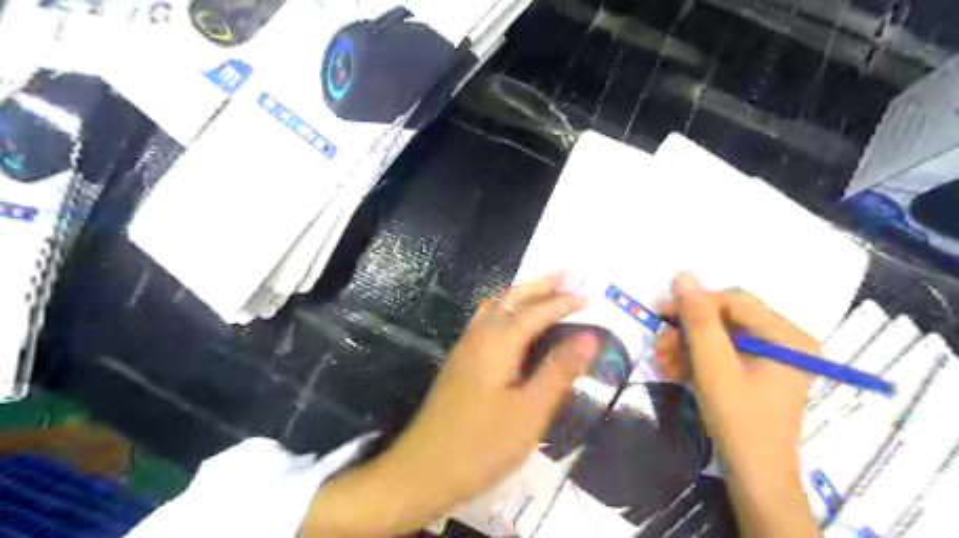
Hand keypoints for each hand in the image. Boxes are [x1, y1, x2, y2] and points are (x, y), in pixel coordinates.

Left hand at [304, 275, 595, 534]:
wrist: (422, 469)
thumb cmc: (482, 444)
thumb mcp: (530, 412)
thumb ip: (559, 370)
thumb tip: (589, 336)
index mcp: (498, 342)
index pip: (536, 312)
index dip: (563, 303)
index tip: (589, 297)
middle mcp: (479, 336)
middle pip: (511, 298)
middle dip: (539, 285)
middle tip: (566, 275)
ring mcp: (465, 348)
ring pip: (494, 306)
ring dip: (520, 294)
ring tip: (543, 290)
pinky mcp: (459, 362)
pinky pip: (485, 320)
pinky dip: (504, 309)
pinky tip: (511, 322)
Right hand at [661, 273, 814, 536]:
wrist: (755, 477)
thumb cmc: (739, 419)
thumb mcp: (713, 366)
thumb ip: (698, 319)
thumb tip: (683, 274)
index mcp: (787, 336)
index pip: (734, 300)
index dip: (695, 303)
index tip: (659, 313)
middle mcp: (784, 341)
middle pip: (725, 318)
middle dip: (687, 331)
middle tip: (659, 344)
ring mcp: (771, 358)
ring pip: (718, 336)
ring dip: (686, 346)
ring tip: (663, 362)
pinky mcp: (756, 372)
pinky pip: (721, 354)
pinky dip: (696, 360)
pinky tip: (675, 370)